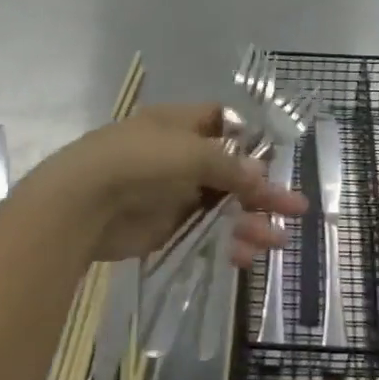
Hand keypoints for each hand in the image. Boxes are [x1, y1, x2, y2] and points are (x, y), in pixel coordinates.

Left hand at [22, 103, 305, 264]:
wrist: (83, 204)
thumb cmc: (139, 161)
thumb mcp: (192, 154)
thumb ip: (230, 167)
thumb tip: (261, 177)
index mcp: (179, 125)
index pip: (221, 123)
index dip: (248, 139)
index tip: (275, 158)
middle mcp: (178, 156)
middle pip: (229, 171)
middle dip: (262, 190)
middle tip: (296, 209)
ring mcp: (171, 192)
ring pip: (221, 206)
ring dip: (249, 221)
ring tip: (277, 242)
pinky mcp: (165, 227)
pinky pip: (204, 233)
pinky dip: (225, 243)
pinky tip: (245, 257)